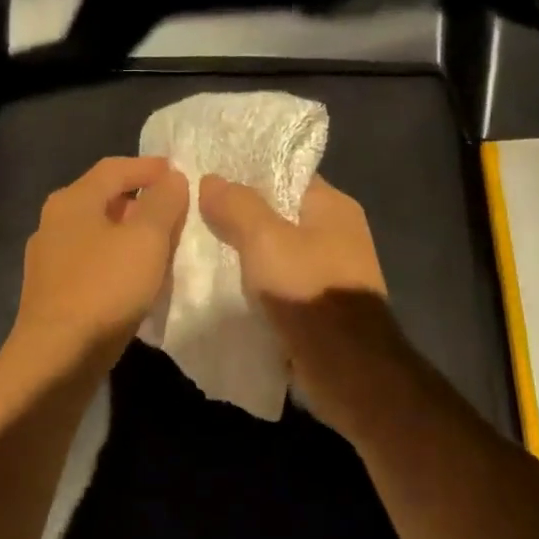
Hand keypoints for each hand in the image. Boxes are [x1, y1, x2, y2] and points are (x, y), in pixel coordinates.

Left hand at [10, 157, 188, 372]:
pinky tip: (136, 284)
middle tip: (177, 214)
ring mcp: (49, 261)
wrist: (56, 358)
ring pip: (98, 235)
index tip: (179, 173)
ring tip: (163, 250)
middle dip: (142, 203)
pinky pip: (92, 266)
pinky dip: (117, 264)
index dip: (149, 168)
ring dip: (130, 237)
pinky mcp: (51, 294)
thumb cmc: (104, 290)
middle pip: (104, 200)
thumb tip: (171, 178)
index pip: (114, 168)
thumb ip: (163, 203)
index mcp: (73, 201)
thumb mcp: (146, 240)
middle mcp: (54, 223)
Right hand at [199, 173, 408, 432]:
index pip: (285, 174)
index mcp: (333, 207)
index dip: (247, 173)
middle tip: (194, 214)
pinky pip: (279, 283)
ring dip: (245, 254)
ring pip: (277, 252)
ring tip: (199, 249)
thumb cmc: (307, 290)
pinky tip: (222, 285)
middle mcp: (337, 234)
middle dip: (240, 216)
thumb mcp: (265, 240)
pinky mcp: (319, 305)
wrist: (345, 365)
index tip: (206, 177)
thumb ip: (237, 206)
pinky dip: (255, 283)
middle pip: (279, 214)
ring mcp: (330, 272)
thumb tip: (211, 179)